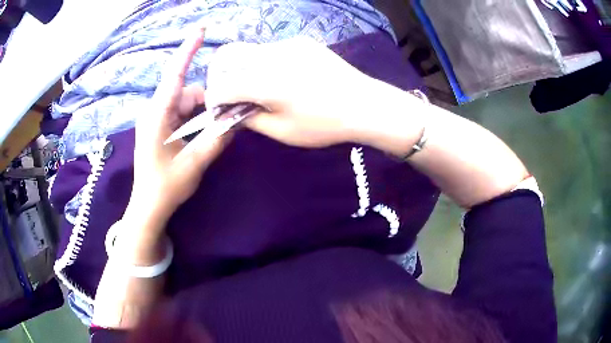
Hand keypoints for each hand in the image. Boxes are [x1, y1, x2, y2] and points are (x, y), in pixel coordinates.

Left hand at [129, 28, 230, 222]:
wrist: (148, 206)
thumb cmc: (165, 187)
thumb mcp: (194, 164)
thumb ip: (215, 138)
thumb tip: (236, 119)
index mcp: (157, 115)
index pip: (175, 75)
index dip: (188, 50)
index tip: (201, 29)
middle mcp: (155, 111)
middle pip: (188, 91)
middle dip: (209, 101)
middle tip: (226, 120)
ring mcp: (158, 119)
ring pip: (187, 103)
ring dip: (204, 113)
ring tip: (214, 132)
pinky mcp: (161, 127)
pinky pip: (183, 113)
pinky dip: (197, 120)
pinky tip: (204, 134)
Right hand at [205, 37, 379, 147]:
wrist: (364, 104)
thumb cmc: (325, 124)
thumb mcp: (283, 132)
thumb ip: (250, 120)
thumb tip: (233, 111)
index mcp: (265, 82)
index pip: (222, 86)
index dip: (214, 99)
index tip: (219, 109)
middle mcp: (271, 56)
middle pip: (227, 56)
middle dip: (220, 76)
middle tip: (229, 94)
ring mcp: (287, 44)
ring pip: (248, 50)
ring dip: (241, 68)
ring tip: (256, 88)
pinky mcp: (301, 41)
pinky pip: (270, 49)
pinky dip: (263, 63)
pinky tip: (281, 77)